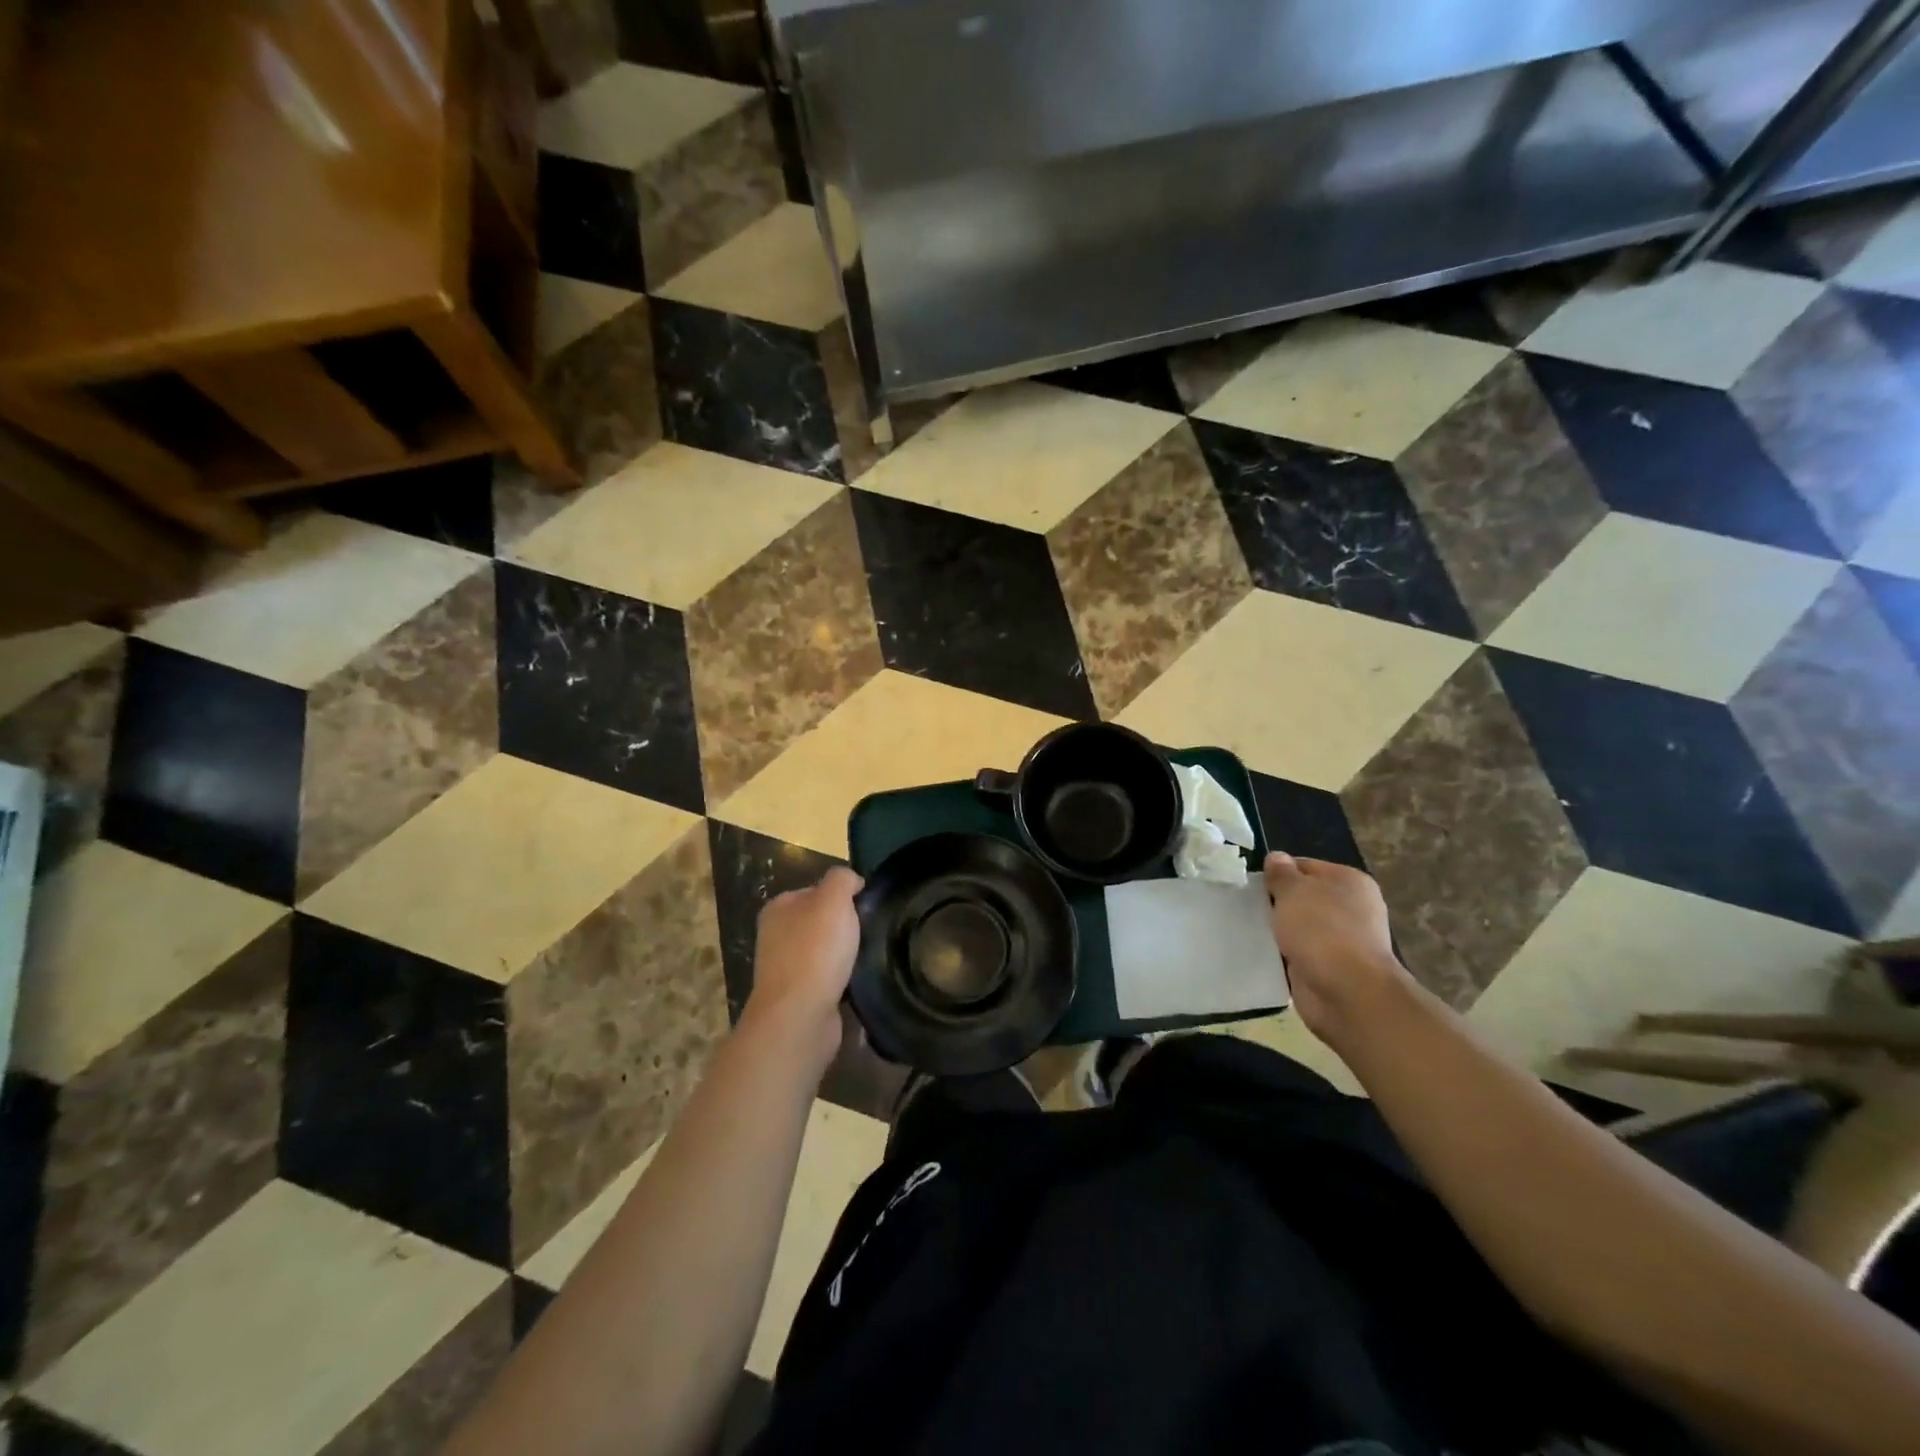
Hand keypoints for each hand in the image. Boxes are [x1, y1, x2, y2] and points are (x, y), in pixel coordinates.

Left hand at [741, 867, 863, 1067]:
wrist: (800, 1015)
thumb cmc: (815, 950)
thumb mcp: (833, 899)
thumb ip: (842, 879)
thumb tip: (851, 881)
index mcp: (779, 907)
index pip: (816, 890)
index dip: (842, 895)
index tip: (865, 907)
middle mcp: (776, 936)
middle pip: (821, 921)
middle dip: (845, 927)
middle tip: (869, 932)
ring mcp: (785, 969)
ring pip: (825, 951)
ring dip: (845, 955)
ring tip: (867, 957)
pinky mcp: (797, 997)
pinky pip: (827, 979)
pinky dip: (842, 980)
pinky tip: (856, 982)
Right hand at [1264, 853, 1411, 1048]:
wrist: (1347, 991)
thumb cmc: (1321, 930)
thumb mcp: (1293, 891)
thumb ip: (1281, 873)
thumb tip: (1276, 858)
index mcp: (1349, 881)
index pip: (1304, 866)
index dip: (1277, 872)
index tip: (1252, 883)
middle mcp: (1350, 908)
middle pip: (1302, 897)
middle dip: (1276, 902)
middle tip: (1245, 905)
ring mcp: (1342, 940)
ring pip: (1299, 926)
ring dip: (1279, 929)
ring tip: (1248, 928)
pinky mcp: (1330, 967)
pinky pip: (1299, 952)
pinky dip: (1283, 953)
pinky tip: (1261, 952)